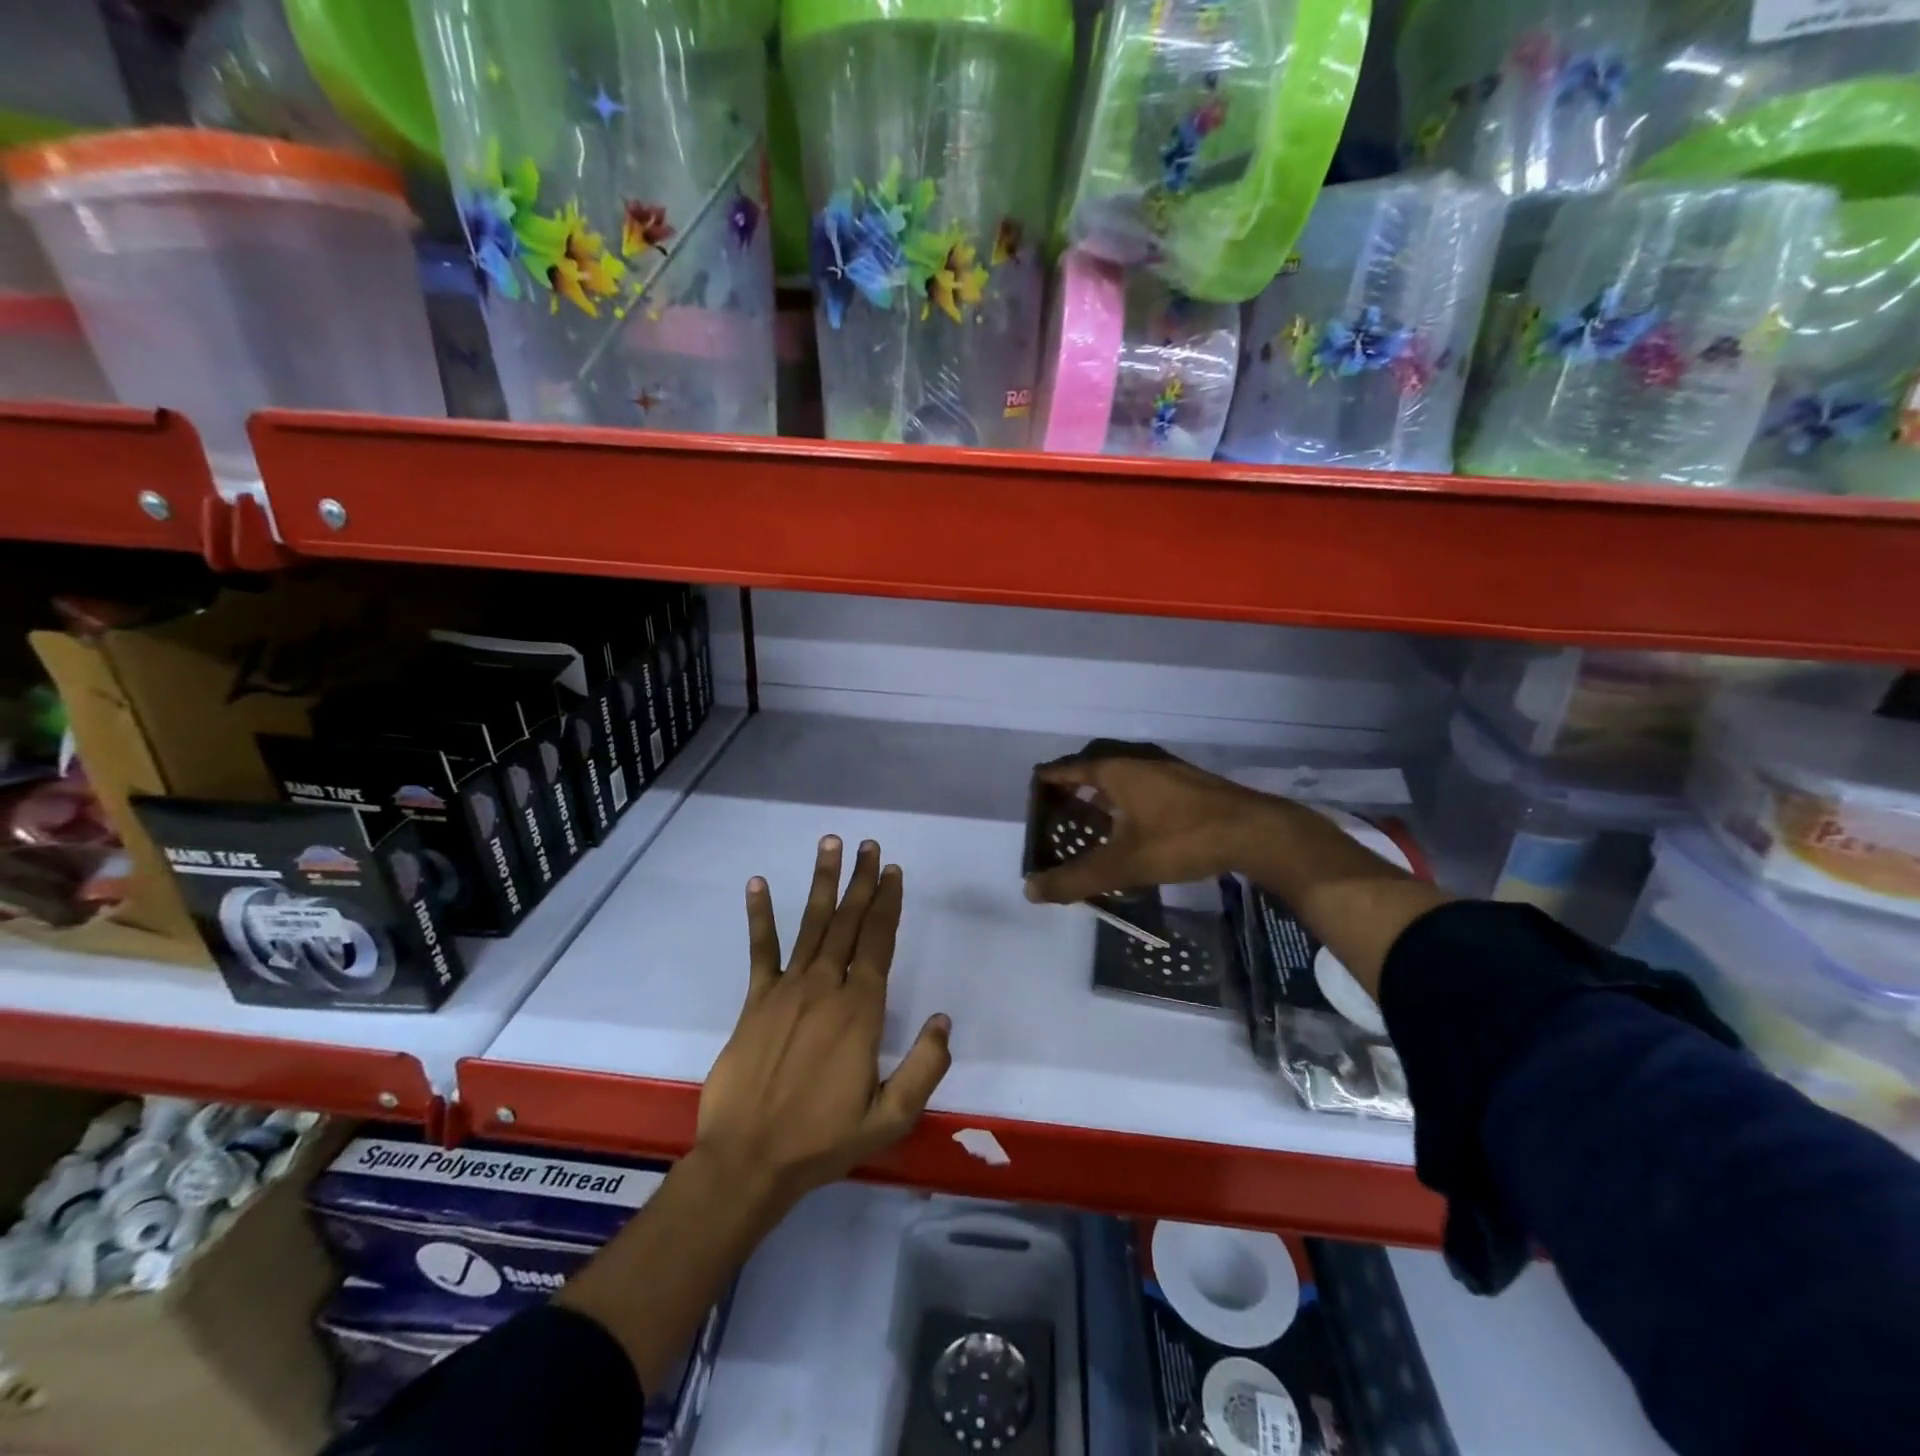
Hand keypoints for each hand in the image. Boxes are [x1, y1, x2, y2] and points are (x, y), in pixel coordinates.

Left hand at [696, 836, 951, 1213]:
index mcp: (861, 1010)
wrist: (748, 1160)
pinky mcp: (756, 1000)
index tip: (894, 871)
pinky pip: (761, 950)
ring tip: (830, 844)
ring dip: (822, 882)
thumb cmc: (822, 1140)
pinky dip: (760, 915)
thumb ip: (925, 1068)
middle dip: (862, 881)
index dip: (889, 904)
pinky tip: (758, 883)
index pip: (879, 943)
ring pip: (811, 924)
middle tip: (869, 844)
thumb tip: (944, 1020)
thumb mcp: (890, 1118)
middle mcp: (826, 987)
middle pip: (849, 922)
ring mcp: (787, 989)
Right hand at [1023, 746, 1276, 902]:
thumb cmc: (1181, 839)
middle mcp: (1137, 761)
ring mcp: (1165, 769)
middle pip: (1093, 768)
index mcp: (1115, 770)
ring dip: (1102, 796)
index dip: (1047, 782)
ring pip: (1121, 778)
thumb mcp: (1124, 864)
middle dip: (1073, 788)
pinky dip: (1126, 801)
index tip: (1032, 795)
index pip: (1068, 768)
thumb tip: (1030, 890)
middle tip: (1058, 814)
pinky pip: (1142, 786)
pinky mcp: (1187, 783)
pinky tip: (1133, 827)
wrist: (1255, 832)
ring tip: (1091, 822)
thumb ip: (1076, 878)